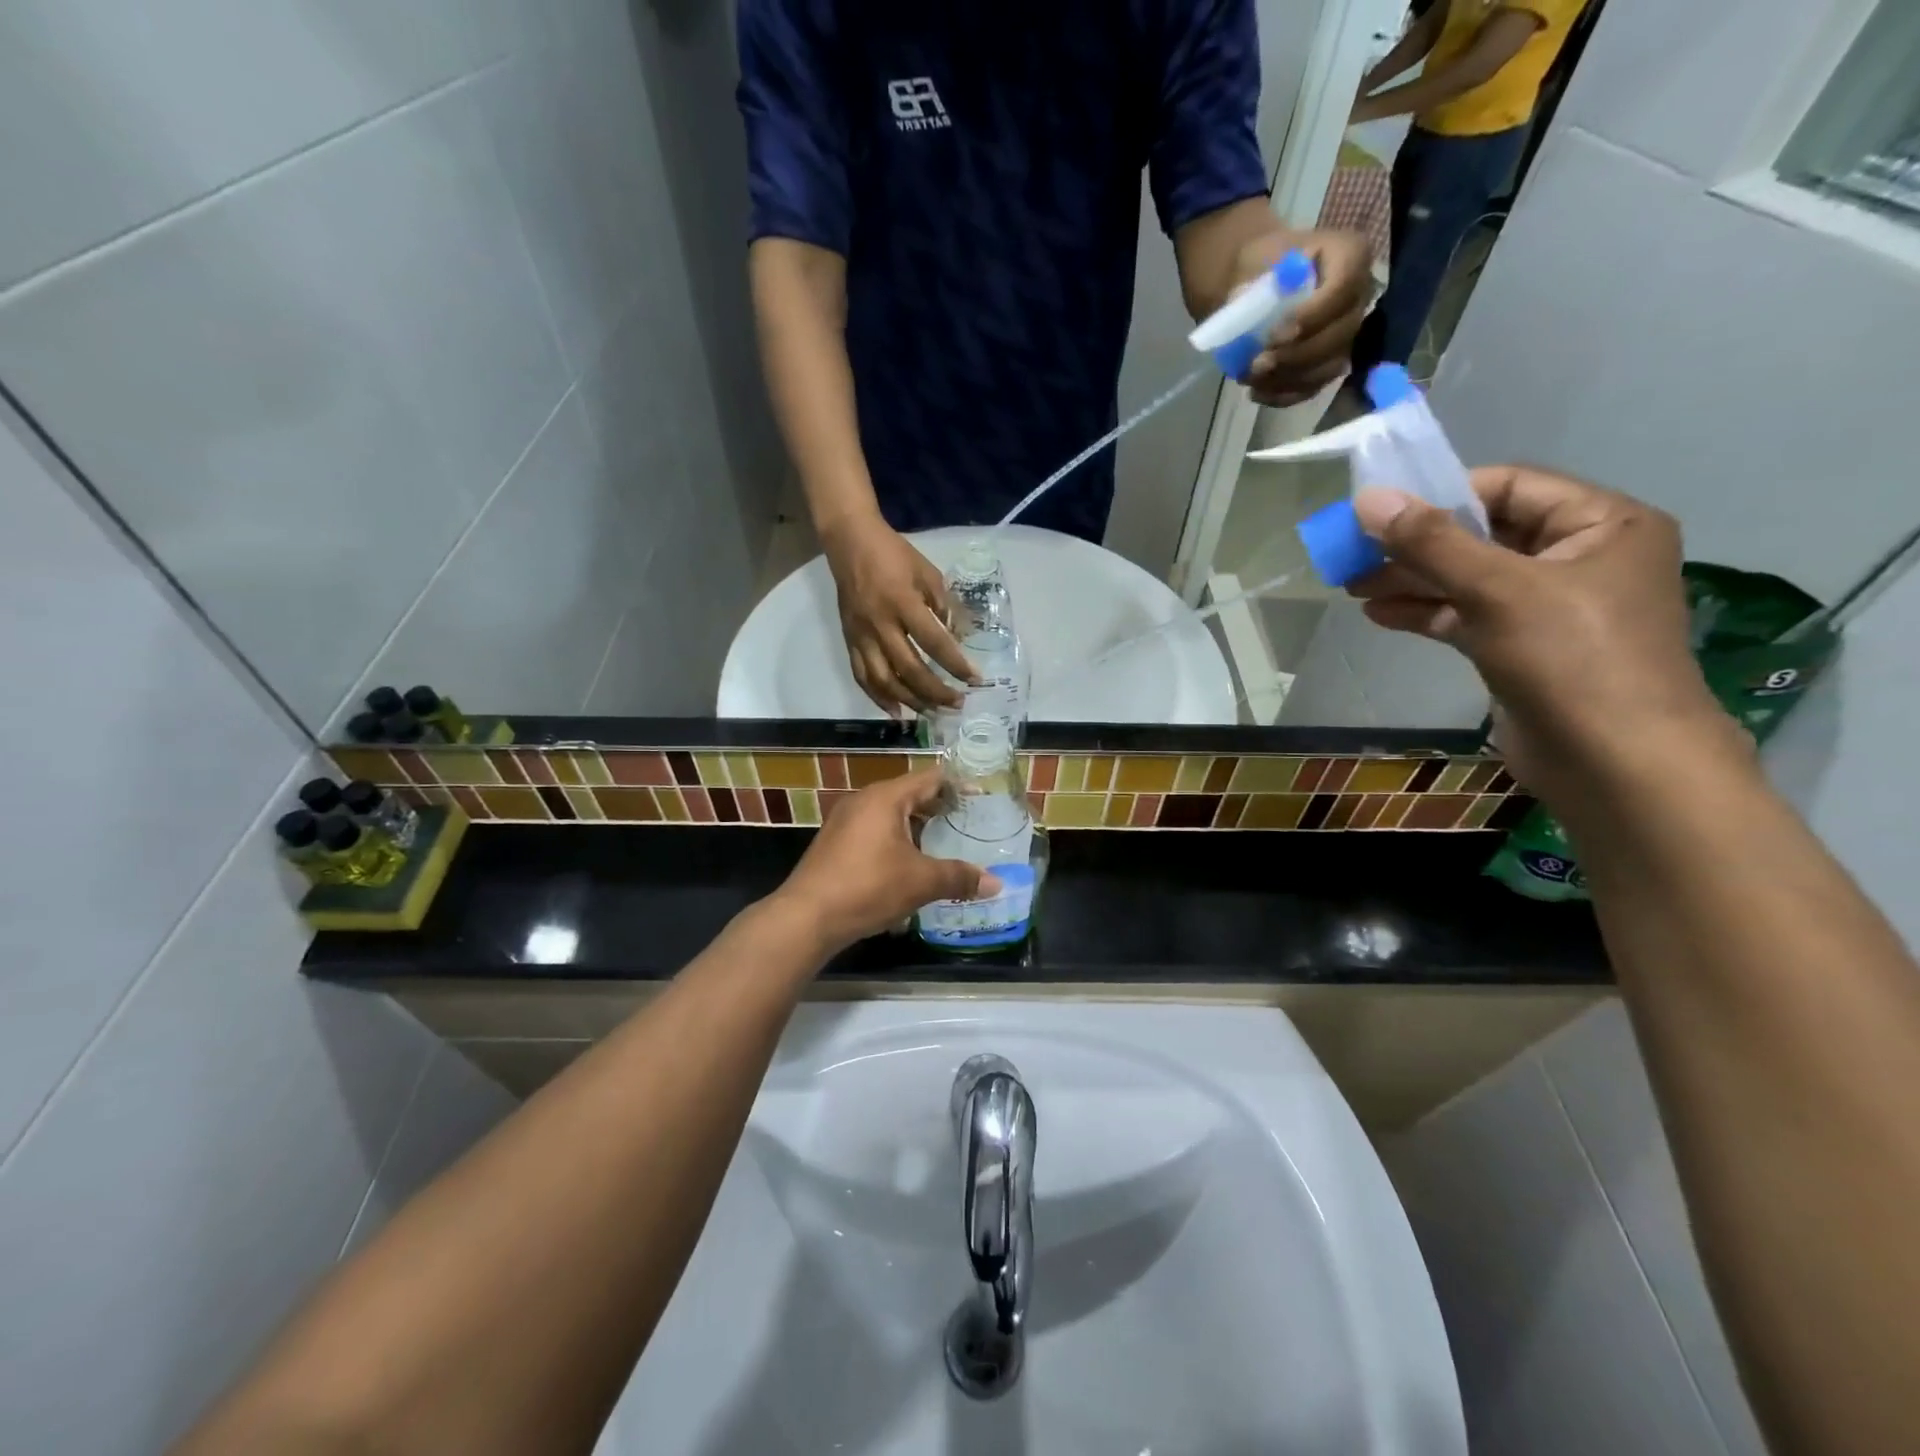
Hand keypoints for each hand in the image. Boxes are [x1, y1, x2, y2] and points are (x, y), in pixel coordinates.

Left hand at [770, 767, 997, 952]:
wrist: (806, 917)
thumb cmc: (868, 887)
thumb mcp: (921, 882)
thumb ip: (960, 877)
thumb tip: (996, 884)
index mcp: (886, 797)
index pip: (931, 778)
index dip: (959, 784)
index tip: (982, 795)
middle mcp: (864, 800)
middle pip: (911, 795)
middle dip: (940, 809)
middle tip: (969, 823)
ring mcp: (845, 821)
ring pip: (891, 815)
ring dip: (918, 828)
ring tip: (944, 846)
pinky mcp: (836, 843)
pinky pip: (875, 831)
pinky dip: (897, 840)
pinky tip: (910, 866)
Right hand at [820, 514, 976, 716]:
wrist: (850, 542)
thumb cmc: (894, 555)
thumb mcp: (927, 572)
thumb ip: (944, 605)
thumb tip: (960, 638)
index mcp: (902, 602)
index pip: (934, 642)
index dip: (955, 664)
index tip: (975, 679)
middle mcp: (880, 624)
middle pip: (909, 669)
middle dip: (936, 692)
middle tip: (957, 703)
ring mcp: (861, 636)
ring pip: (884, 680)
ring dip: (910, 701)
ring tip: (932, 714)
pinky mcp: (849, 641)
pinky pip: (862, 677)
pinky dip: (879, 698)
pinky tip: (897, 712)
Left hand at [1236, 229, 1374, 406]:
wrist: (1258, 282)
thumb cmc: (1262, 264)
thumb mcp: (1256, 259)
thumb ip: (1257, 284)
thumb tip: (1246, 311)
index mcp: (1350, 255)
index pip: (1344, 287)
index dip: (1312, 316)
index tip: (1274, 335)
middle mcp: (1358, 296)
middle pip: (1340, 334)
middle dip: (1296, 355)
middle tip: (1257, 364)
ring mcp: (1347, 334)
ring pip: (1328, 367)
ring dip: (1287, 379)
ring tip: (1249, 378)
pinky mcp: (1329, 363)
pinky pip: (1313, 387)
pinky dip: (1283, 395)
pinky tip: (1257, 392)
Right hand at [1348, 467, 1731, 798]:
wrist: (1614, 764)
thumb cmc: (1571, 659)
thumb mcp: (1497, 589)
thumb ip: (1431, 542)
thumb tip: (1367, 499)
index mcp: (1602, 524)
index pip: (1511, 487)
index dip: (1443, 494)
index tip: (1380, 512)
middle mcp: (1581, 557)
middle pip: (1484, 535)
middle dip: (1417, 544)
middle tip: (1354, 554)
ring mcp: (1552, 607)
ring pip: (1470, 579)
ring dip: (1412, 580)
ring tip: (1352, 585)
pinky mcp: (1524, 648)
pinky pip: (1468, 616)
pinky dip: (1426, 612)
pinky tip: (1378, 614)